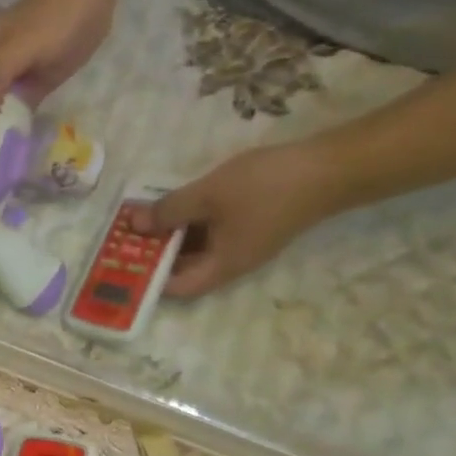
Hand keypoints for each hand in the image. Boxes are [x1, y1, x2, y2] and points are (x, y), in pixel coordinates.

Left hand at [130, 140, 348, 299]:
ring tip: (144, 218)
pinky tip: (176, 204)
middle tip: (126, 236)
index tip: (125, 262)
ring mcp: (244, 244)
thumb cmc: (266, 185)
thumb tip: (135, 226)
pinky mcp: (252, 226)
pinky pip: (213, 233)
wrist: (331, 167)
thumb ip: (169, 211)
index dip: (149, 279)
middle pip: (186, 269)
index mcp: (223, 267)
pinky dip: (191, 223)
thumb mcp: (208, 196)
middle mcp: (233, 264)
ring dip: (172, 236)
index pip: (178, 288)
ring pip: (198, 249)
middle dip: (155, 254)